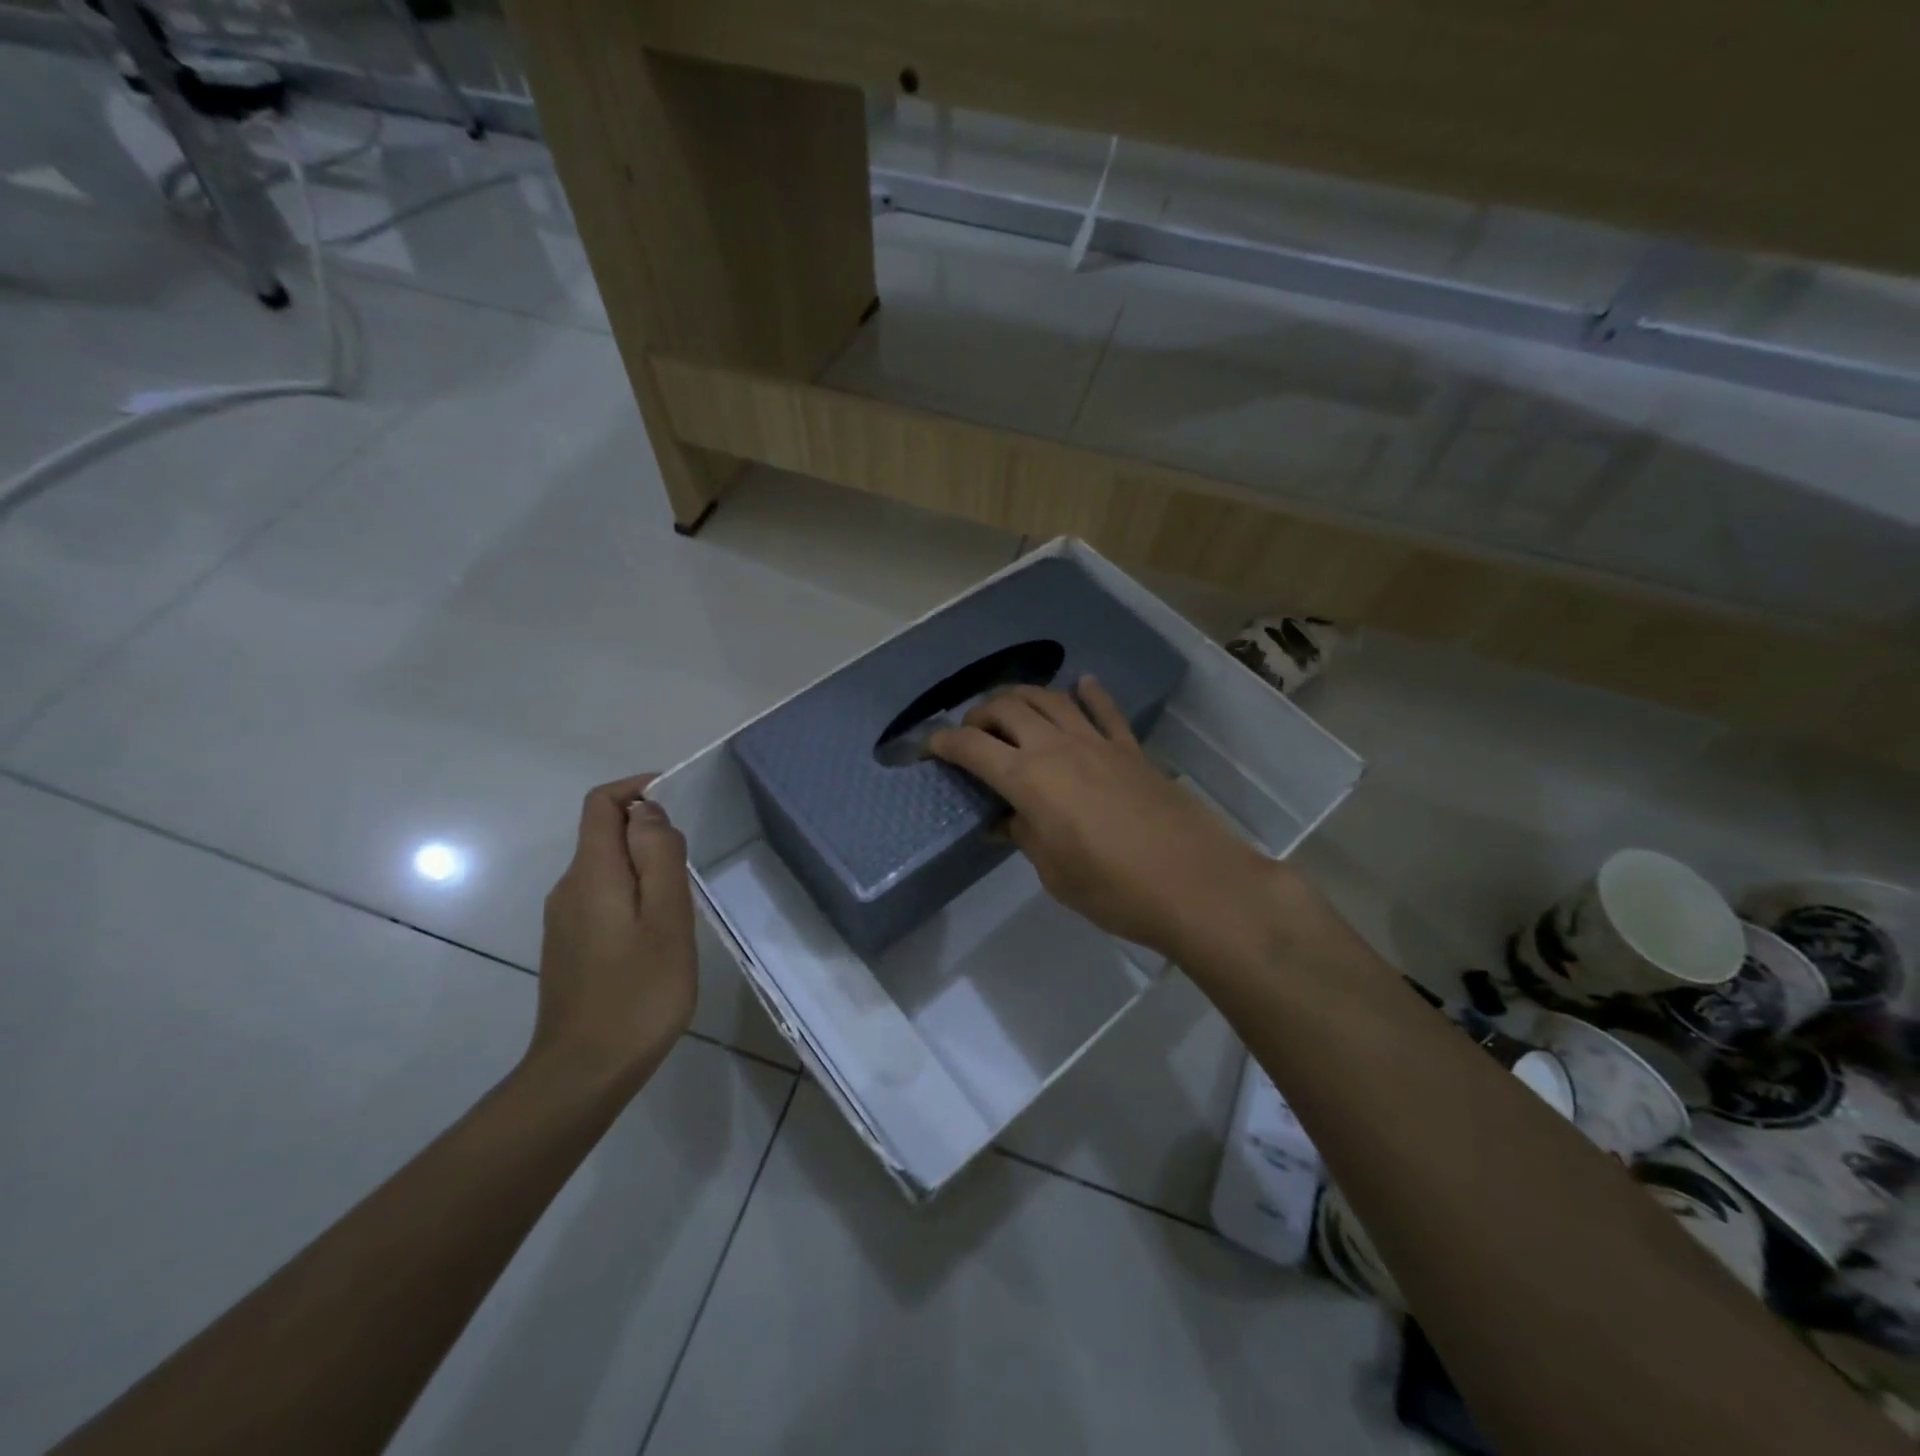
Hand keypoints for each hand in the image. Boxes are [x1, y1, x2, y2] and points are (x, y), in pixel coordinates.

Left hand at [531, 774, 696, 1089]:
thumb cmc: (639, 992)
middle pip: (604, 833)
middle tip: (690, 867)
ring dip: (644, 866)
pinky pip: (602, 897)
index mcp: (592, 873)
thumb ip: (660, 857)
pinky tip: (657, 935)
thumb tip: (649, 811)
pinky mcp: (569, 945)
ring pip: (606, 868)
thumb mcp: (667, 918)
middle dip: (648, 831)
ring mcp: (564, 919)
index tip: (678, 801)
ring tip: (680, 905)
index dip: (638, 789)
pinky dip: (632, 894)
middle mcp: (569, 887)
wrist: (585, 1071)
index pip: (602, 804)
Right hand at [928, 677, 1289, 961]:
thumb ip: (1024, 836)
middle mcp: (1057, 747)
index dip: (944, 742)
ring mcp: (1098, 743)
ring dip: (1023, 696)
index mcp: (1028, 779)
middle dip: (980, 713)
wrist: (1194, 884)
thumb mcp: (1053, 872)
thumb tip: (1005, 821)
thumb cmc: (1112, 889)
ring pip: (1051, 698)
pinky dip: (1089, 693)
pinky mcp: (1131, 749)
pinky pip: (1105, 710)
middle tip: (971, 732)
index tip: (929, 746)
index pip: (972, 747)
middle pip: (1008, 708)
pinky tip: (1081, 684)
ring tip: (1010, 709)